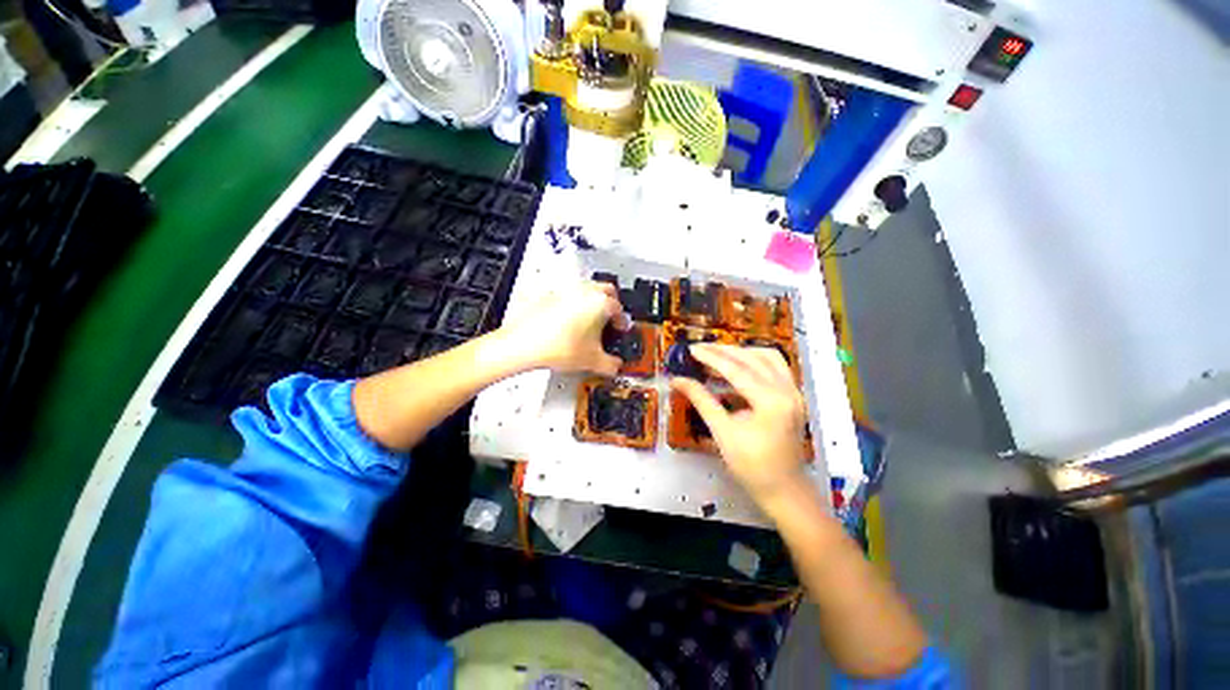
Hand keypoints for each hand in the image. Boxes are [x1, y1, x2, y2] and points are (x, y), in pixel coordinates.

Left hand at [498, 280, 626, 374]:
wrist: (523, 344)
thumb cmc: (554, 346)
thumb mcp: (592, 361)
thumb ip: (611, 365)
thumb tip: (614, 366)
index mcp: (600, 303)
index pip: (620, 309)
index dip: (622, 322)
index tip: (620, 329)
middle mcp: (584, 291)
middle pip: (607, 290)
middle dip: (612, 304)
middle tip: (611, 319)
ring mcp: (566, 290)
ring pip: (588, 289)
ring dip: (594, 302)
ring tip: (591, 320)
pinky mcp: (550, 294)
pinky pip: (570, 295)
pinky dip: (575, 304)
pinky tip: (570, 322)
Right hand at [670, 344, 808, 504]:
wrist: (784, 490)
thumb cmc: (751, 466)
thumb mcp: (722, 432)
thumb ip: (701, 400)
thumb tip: (677, 380)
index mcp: (771, 402)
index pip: (736, 370)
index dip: (711, 357)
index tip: (691, 349)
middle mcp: (787, 391)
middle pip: (753, 358)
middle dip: (725, 351)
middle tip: (700, 349)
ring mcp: (794, 392)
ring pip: (768, 357)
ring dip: (742, 352)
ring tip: (718, 354)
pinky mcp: (794, 396)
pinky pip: (776, 367)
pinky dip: (755, 360)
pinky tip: (739, 364)